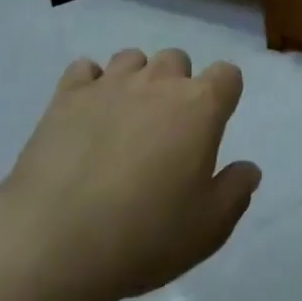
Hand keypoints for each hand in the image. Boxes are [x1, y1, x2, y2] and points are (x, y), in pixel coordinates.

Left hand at [0, 47, 259, 300]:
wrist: (51, 242)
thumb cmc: (141, 237)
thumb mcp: (206, 230)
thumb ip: (235, 193)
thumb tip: (249, 169)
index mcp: (200, 106)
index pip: (228, 74)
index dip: (224, 96)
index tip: (212, 127)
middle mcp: (159, 81)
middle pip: (178, 60)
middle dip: (177, 86)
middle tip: (165, 132)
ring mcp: (111, 82)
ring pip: (133, 59)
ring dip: (135, 81)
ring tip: (124, 121)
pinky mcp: (68, 94)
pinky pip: (85, 70)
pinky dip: (90, 85)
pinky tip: (85, 116)